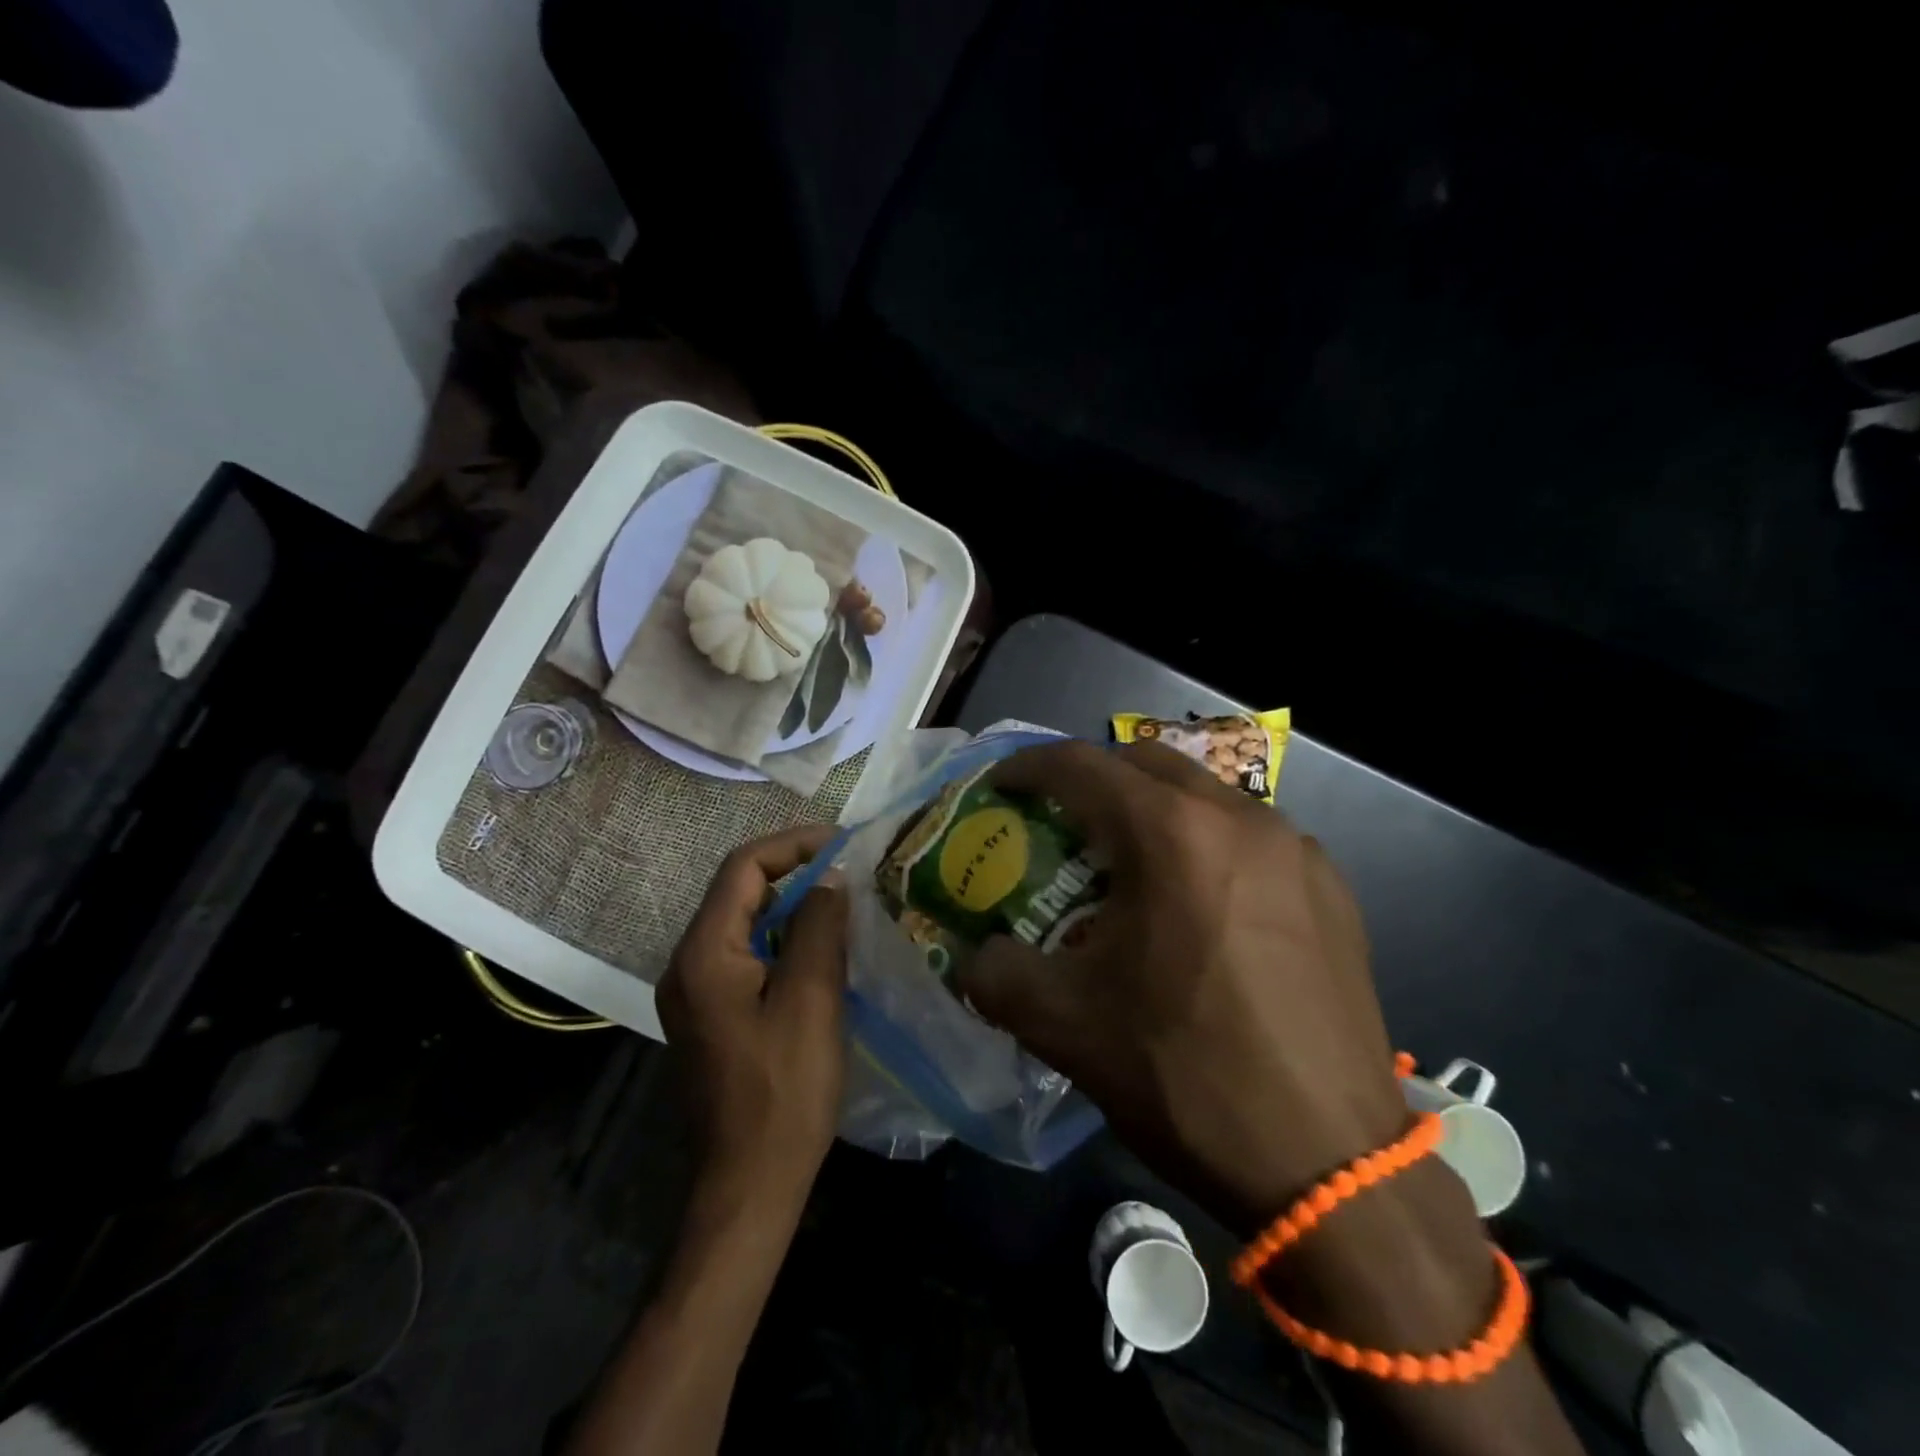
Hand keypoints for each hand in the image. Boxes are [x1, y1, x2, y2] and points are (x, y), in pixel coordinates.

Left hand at [659, 825, 848, 1208]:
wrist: (749, 1185)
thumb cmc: (784, 1091)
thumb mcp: (812, 999)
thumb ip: (820, 926)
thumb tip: (831, 877)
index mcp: (703, 953)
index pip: (743, 868)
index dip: (793, 845)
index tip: (842, 844)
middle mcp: (687, 964)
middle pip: (739, 892)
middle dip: (794, 872)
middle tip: (848, 871)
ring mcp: (695, 992)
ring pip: (744, 924)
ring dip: (791, 906)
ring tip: (843, 904)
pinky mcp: (711, 1015)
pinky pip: (746, 955)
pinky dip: (783, 940)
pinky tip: (821, 951)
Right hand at [957, 740, 1407, 1233]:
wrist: (1331, 1166)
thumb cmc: (1187, 1076)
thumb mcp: (1066, 1026)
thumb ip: (996, 974)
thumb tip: (974, 956)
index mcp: (1172, 835)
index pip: (1081, 766)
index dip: (1029, 767)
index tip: (1000, 786)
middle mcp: (1240, 818)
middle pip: (1147, 763)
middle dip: (1094, 778)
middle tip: (1062, 820)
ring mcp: (1296, 849)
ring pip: (1205, 795)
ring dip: (1155, 810)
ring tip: (1130, 864)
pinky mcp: (1333, 888)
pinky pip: (1253, 837)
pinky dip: (1208, 845)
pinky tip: (1201, 905)